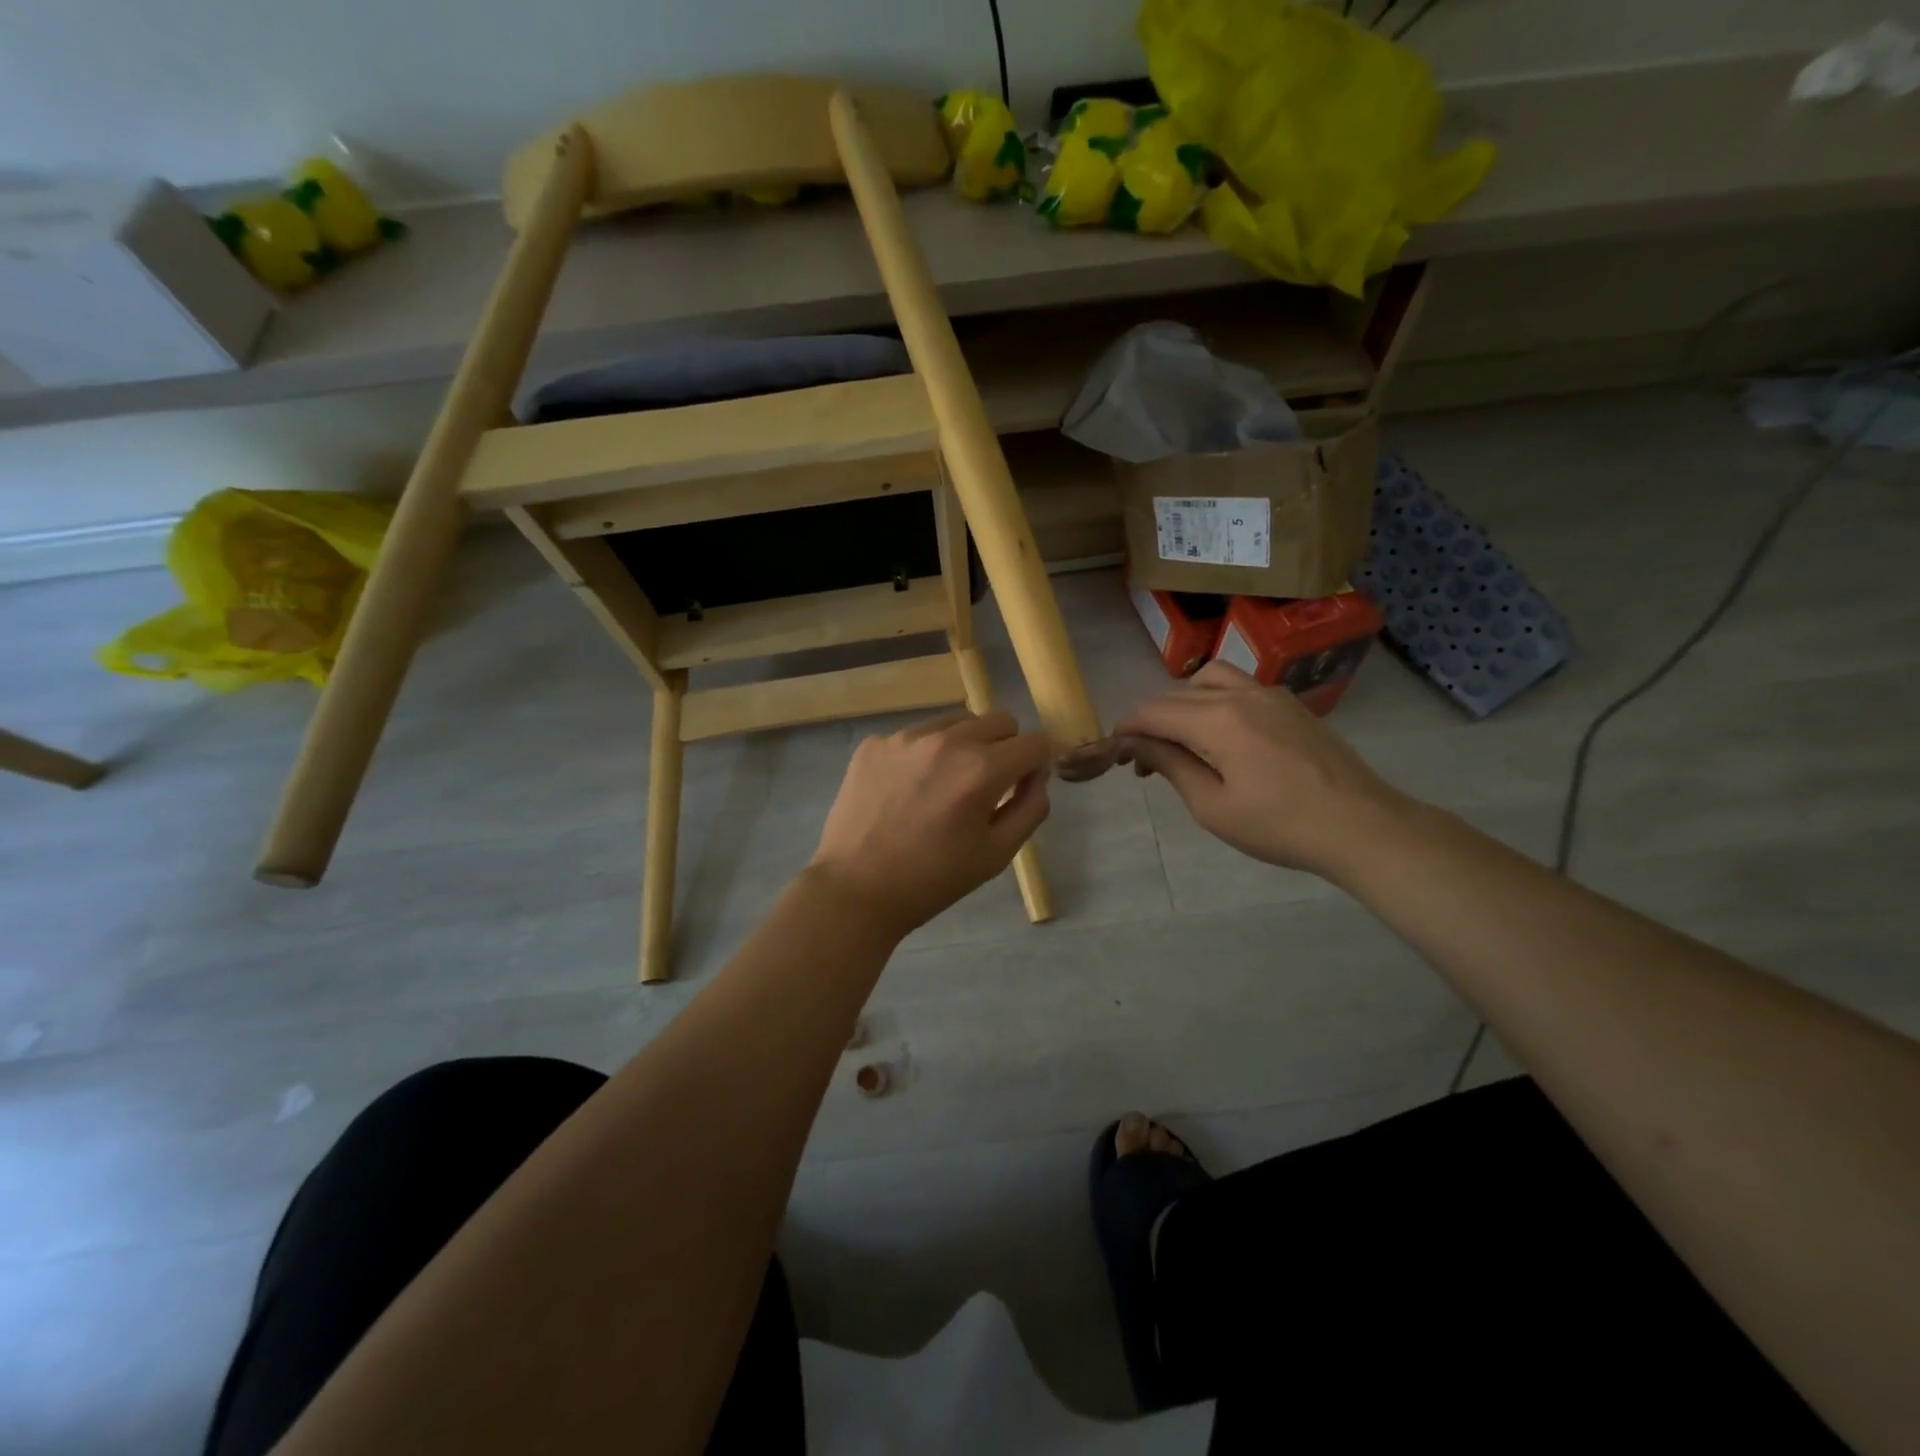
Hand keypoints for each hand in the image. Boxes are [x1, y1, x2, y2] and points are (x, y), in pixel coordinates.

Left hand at [811, 710, 1052, 936]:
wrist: (856, 889)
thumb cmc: (933, 879)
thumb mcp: (997, 854)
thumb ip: (1031, 807)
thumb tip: (1037, 774)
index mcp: (981, 770)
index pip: (1035, 742)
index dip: (1040, 761)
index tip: (1027, 781)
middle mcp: (946, 740)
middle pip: (999, 721)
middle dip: (1007, 747)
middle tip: (989, 784)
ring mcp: (905, 737)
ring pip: (957, 721)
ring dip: (965, 744)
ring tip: (945, 784)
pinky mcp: (874, 743)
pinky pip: (916, 735)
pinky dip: (925, 753)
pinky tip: (908, 789)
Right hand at [1115, 661, 1406, 877]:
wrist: (1362, 826)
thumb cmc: (1280, 825)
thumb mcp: (1212, 805)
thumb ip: (1171, 766)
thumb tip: (1137, 743)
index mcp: (1217, 718)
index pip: (1153, 710)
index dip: (1127, 729)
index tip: (1116, 754)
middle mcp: (1241, 694)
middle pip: (1177, 693)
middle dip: (1152, 721)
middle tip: (1144, 762)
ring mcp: (1271, 694)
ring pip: (1209, 680)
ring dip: (1183, 703)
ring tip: (1181, 740)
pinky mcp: (1291, 704)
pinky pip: (1239, 687)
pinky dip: (1214, 702)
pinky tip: (1221, 738)